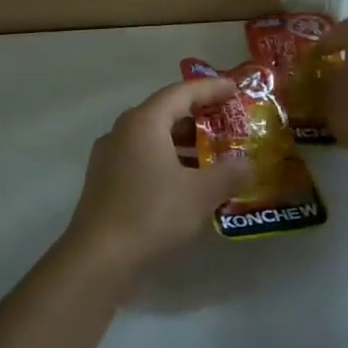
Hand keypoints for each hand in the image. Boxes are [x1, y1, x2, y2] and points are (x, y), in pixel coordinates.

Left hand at [66, 78, 253, 269]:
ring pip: (153, 139)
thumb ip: (230, 174)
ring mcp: (110, 157)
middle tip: (228, 123)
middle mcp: (122, 131)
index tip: (234, 89)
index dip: (210, 89)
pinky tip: (188, 183)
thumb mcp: (201, 193)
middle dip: (198, 117)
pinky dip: (168, 162)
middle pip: (165, 113)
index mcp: (143, 122)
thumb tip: (249, 164)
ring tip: (214, 155)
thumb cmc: (151, 213)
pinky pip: (143, 159)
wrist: (98, 258)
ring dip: (184, 144)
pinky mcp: (105, 182)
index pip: (181, 92)